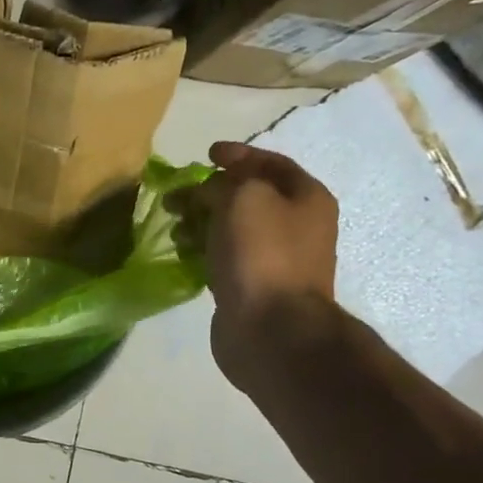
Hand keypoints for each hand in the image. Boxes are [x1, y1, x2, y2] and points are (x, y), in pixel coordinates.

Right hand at [174, 142, 338, 390]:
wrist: (271, 328)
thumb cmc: (261, 253)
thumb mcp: (242, 197)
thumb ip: (224, 181)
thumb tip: (210, 190)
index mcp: (306, 198)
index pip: (271, 163)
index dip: (239, 154)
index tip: (206, 154)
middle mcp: (298, 226)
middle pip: (249, 197)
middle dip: (211, 192)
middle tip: (177, 197)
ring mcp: (276, 260)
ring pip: (233, 229)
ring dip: (202, 223)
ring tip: (176, 229)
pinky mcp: (253, 287)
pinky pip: (225, 258)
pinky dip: (203, 250)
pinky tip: (183, 253)